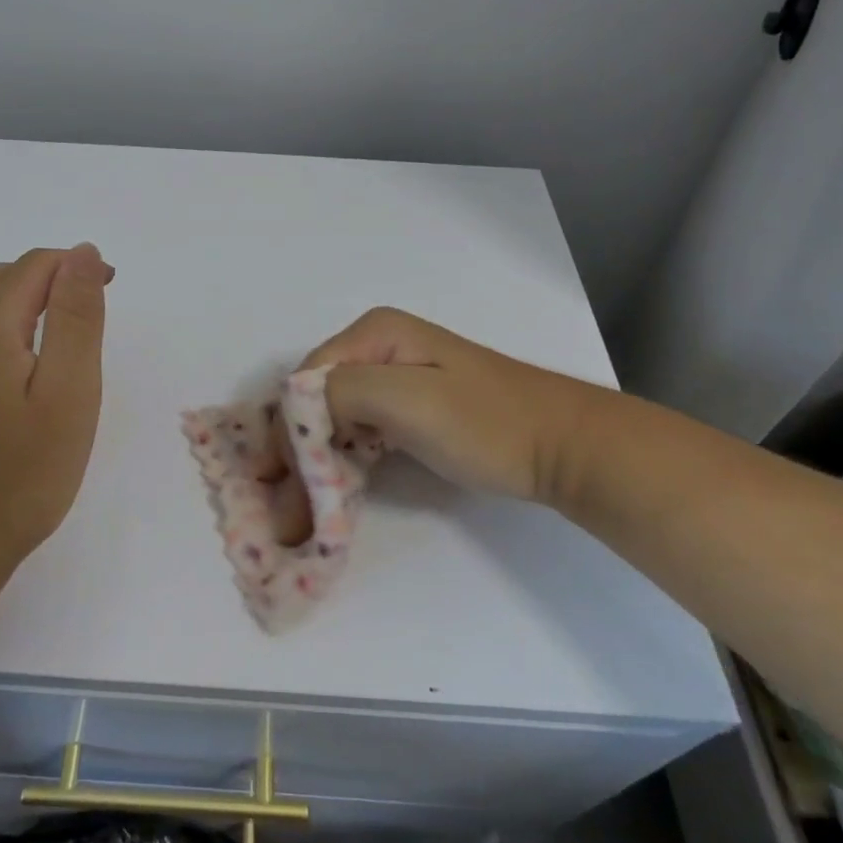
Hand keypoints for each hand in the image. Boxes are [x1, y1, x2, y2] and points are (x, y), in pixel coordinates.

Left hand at [0, 244, 113, 592]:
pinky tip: (10, 377)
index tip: (110, 291)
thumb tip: (83, 251)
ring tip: (57, 345)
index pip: (34, 265)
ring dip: (19, 306)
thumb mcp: (68, 394)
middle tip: (88, 320)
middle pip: (0, 278)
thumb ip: (76, 317)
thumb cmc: (16, 477)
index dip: (77, 267)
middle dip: (49, 282)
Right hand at [302, 307, 593, 508]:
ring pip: (335, 418)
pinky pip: (359, 430)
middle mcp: (377, 347)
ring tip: (302, 509)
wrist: (564, 446)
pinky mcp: (410, 407)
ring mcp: (395, 377)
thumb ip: (342, 391)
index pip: (306, 380)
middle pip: (316, 399)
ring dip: (316, 461)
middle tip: (286, 509)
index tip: (278, 485)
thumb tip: (295, 411)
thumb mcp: (408, 398)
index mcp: (374, 333)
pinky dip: (342, 460)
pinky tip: (336, 489)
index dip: (288, 431)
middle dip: (298, 451)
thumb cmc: (486, 422)